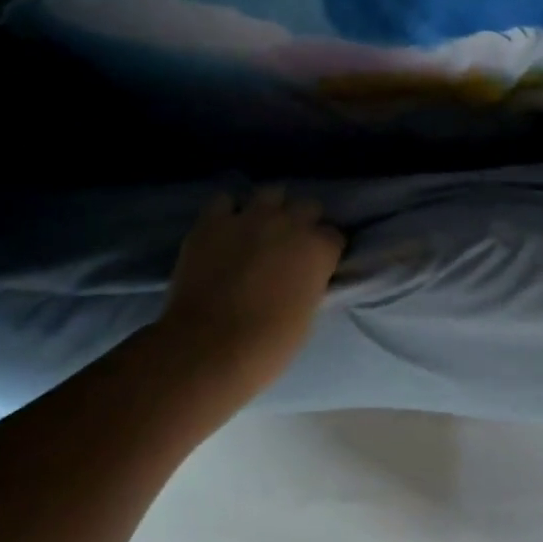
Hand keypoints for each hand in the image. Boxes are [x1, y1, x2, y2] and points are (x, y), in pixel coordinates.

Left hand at [153, 187, 344, 406]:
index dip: (326, 249)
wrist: (208, 348)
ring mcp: (250, 217)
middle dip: (303, 222)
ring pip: (271, 193)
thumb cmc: (267, 345)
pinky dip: (227, 212)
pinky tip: (224, 229)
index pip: (334, 236)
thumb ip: (310, 283)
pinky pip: (224, 201)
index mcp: (319, 249)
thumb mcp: (307, 314)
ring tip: (259, 228)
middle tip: (290, 244)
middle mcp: (290, 223)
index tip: (317, 263)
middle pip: (308, 206)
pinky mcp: (213, 221)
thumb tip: (304, 277)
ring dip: (270, 209)